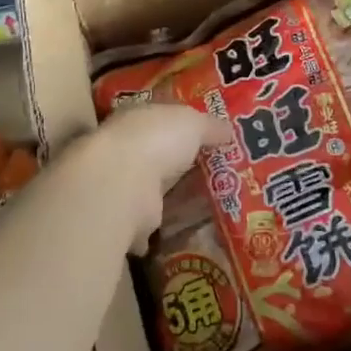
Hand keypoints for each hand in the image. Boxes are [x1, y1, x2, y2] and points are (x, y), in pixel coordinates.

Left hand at [80, 103, 224, 252]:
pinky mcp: (126, 218)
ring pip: (151, 190)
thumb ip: (210, 126)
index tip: (206, 138)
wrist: (121, 183)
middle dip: (178, 164)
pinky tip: (181, 232)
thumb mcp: (193, 123)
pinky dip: (158, 230)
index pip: (160, 120)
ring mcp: (123, 185)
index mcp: (137, 118)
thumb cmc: (157, 140)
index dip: (182, 127)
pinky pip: (146, 224)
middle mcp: (125, 150)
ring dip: (168, 197)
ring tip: (204, 205)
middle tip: (213, 173)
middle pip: (157, 156)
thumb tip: (229, 130)